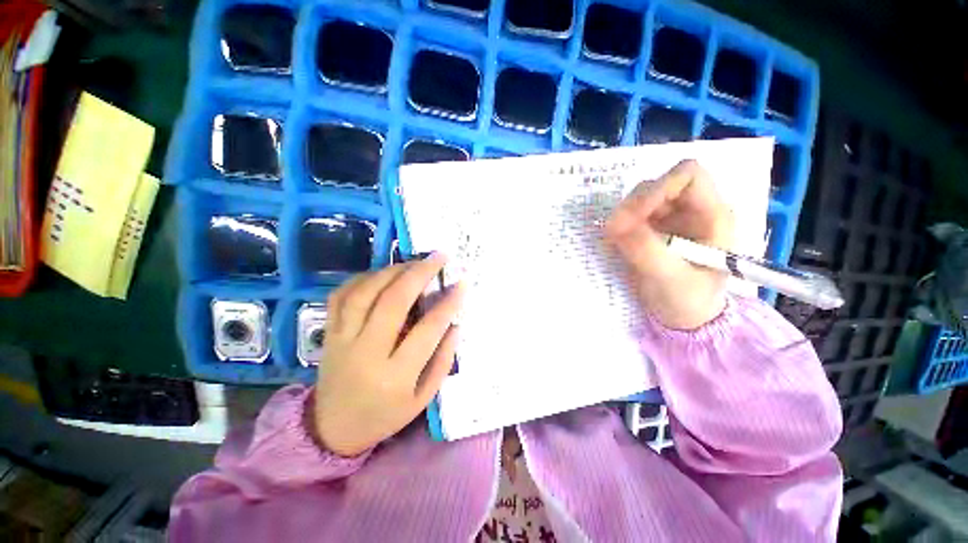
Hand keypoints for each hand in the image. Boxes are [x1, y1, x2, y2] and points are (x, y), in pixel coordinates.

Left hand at [312, 253, 463, 456]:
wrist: (333, 429)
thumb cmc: (385, 415)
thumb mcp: (423, 398)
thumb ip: (443, 360)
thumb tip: (454, 324)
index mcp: (395, 376)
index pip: (427, 330)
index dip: (448, 303)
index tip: (462, 283)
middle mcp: (366, 353)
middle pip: (393, 302)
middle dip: (419, 274)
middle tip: (439, 257)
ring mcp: (342, 340)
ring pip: (365, 293)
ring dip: (393, 271)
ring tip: (414, 262)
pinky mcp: (328, 332)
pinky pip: (341, 295)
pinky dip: (363, 278)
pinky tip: (383, 273)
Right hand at [605, 160, 733, 329]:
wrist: (684, 318)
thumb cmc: (688, 301)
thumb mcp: (670, 278)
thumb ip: (645, 249)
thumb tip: (613, 224)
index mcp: (712, 215)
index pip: (688, 175)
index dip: (659, 188)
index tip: (633, 215)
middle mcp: (690, 210)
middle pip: (657, 185)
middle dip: (633, 207)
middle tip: (615, 233)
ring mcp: (670, 218)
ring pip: (639, 199)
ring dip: (622, 216)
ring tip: (614, 241)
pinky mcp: (652, 229)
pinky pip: (630, 215)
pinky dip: (618, 226)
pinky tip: (615, 243)